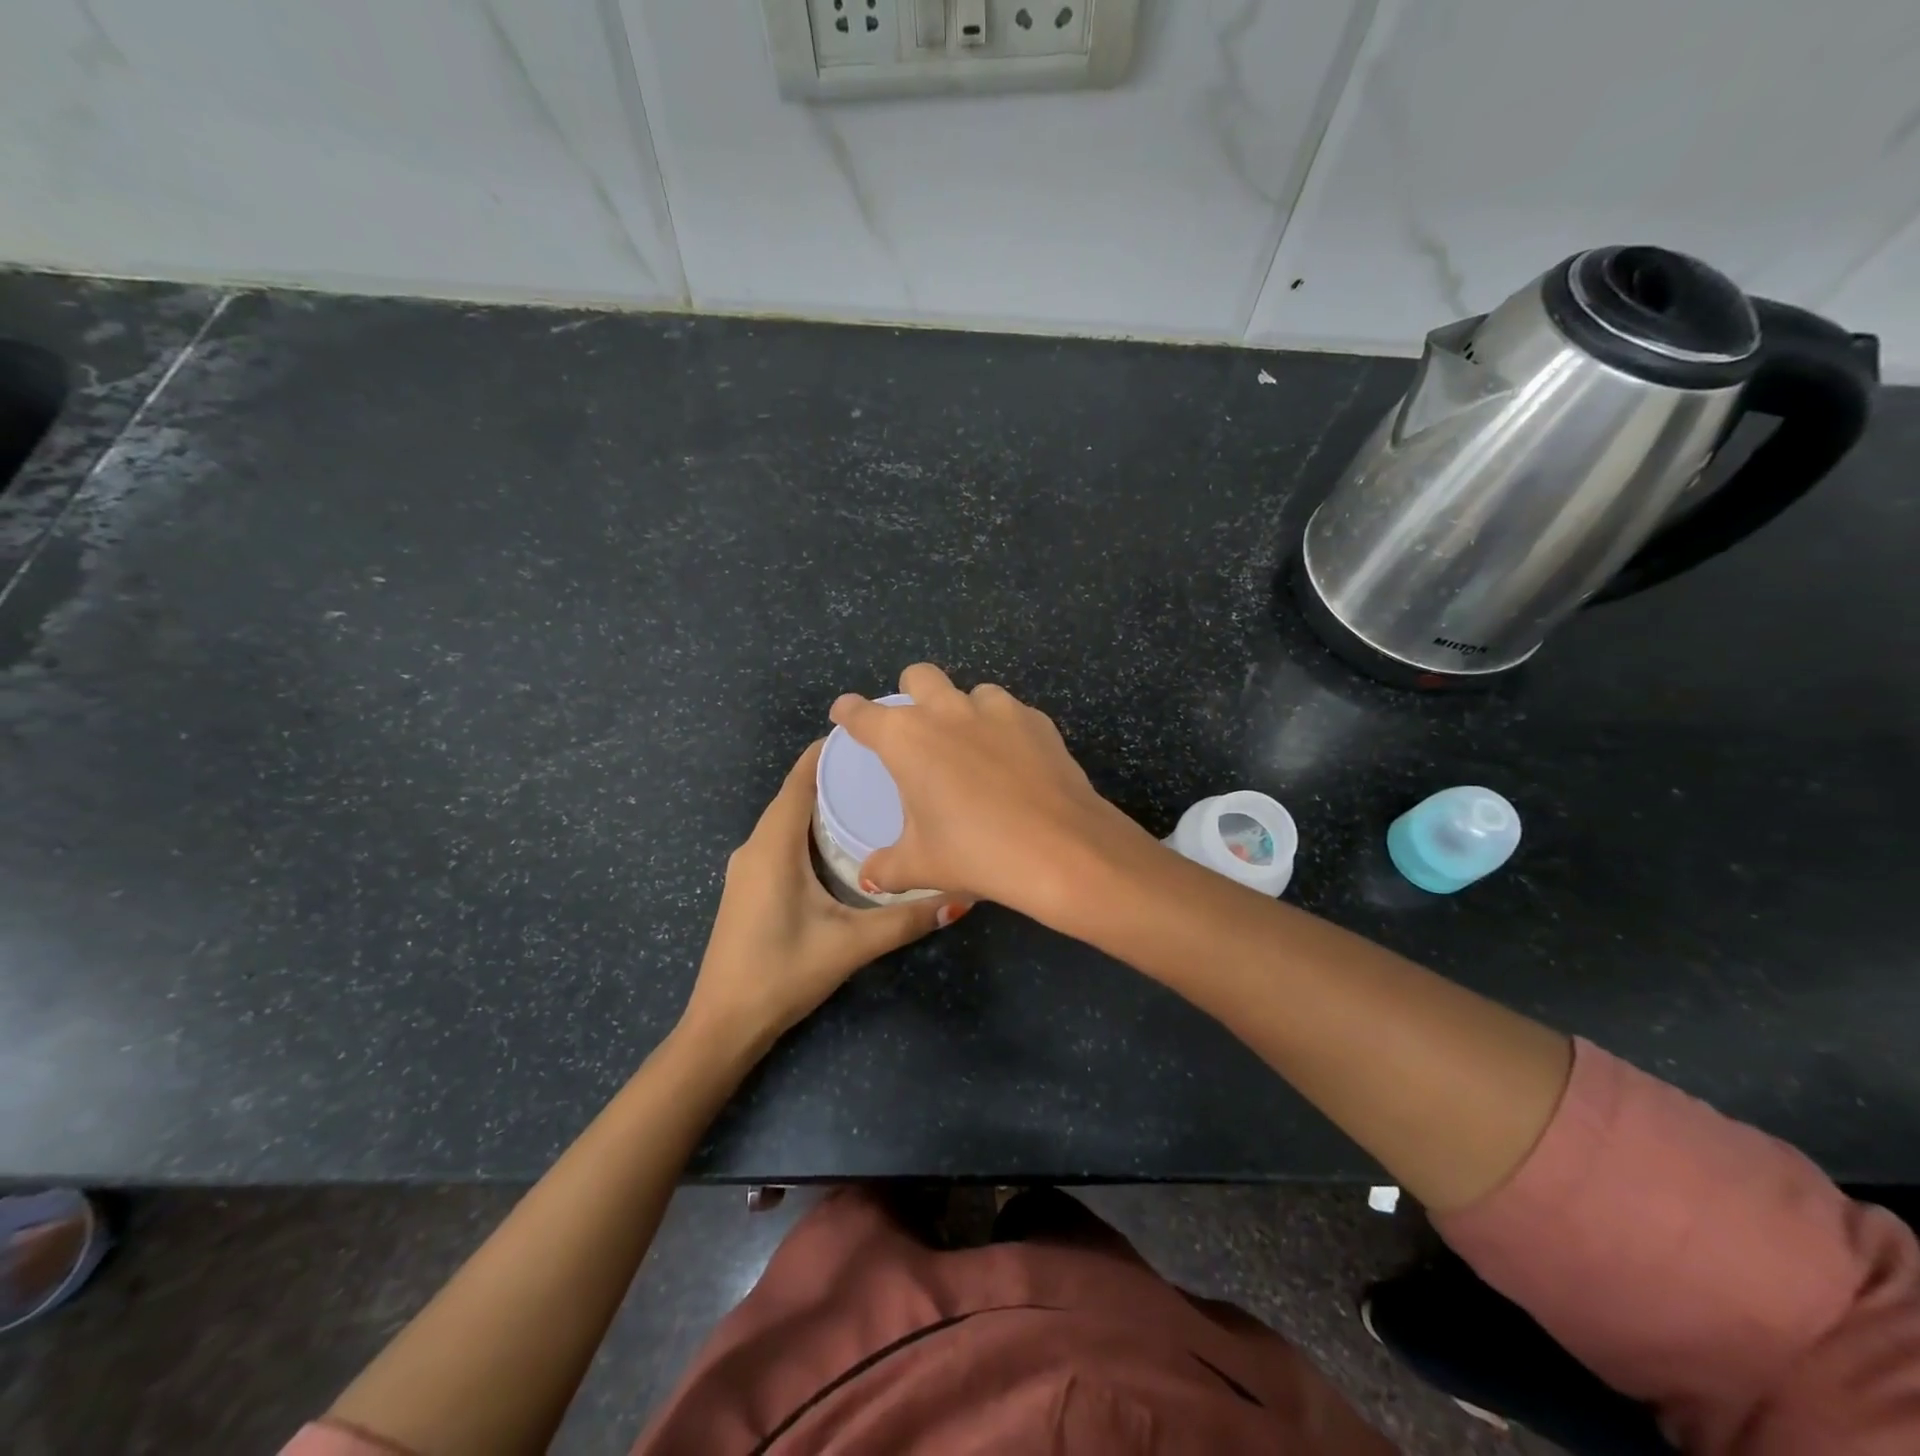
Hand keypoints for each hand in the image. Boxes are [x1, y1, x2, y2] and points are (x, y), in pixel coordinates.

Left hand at [681, 740, 967, 1054]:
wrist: (723, 1025)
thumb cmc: (782, 973)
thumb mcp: (852, 944)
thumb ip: (907, 919)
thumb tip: (963, 898)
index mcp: (773, 845)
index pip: (800, 779)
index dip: (830, 751)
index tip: (871, 734)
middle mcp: (756, 846)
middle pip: (796, 794)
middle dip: (836, 775)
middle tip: (888, 767)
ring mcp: (747, 867)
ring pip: (788, 819)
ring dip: (823, 803)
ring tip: (874, 796)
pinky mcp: (749, 885)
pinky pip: (782, 840)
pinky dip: (811, 828)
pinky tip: (843, 841)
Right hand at [829, 664, 1156, 922]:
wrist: (1060, 849)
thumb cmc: (976, 852)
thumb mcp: (922, 865)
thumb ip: (886, 867)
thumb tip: (867, 876)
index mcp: (907, 738)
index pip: (863, 713)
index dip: (849, 711)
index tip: (845, 714)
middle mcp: (948, 711)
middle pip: (919, 676)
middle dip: (910, 691)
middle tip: (916, 727)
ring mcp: (998, 710)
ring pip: (972, 691)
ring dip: (964, 710)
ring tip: (972, 748)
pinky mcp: (1037, 721)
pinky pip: (1012, 713)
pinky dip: (1004, 729)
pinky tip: (1014, 762)